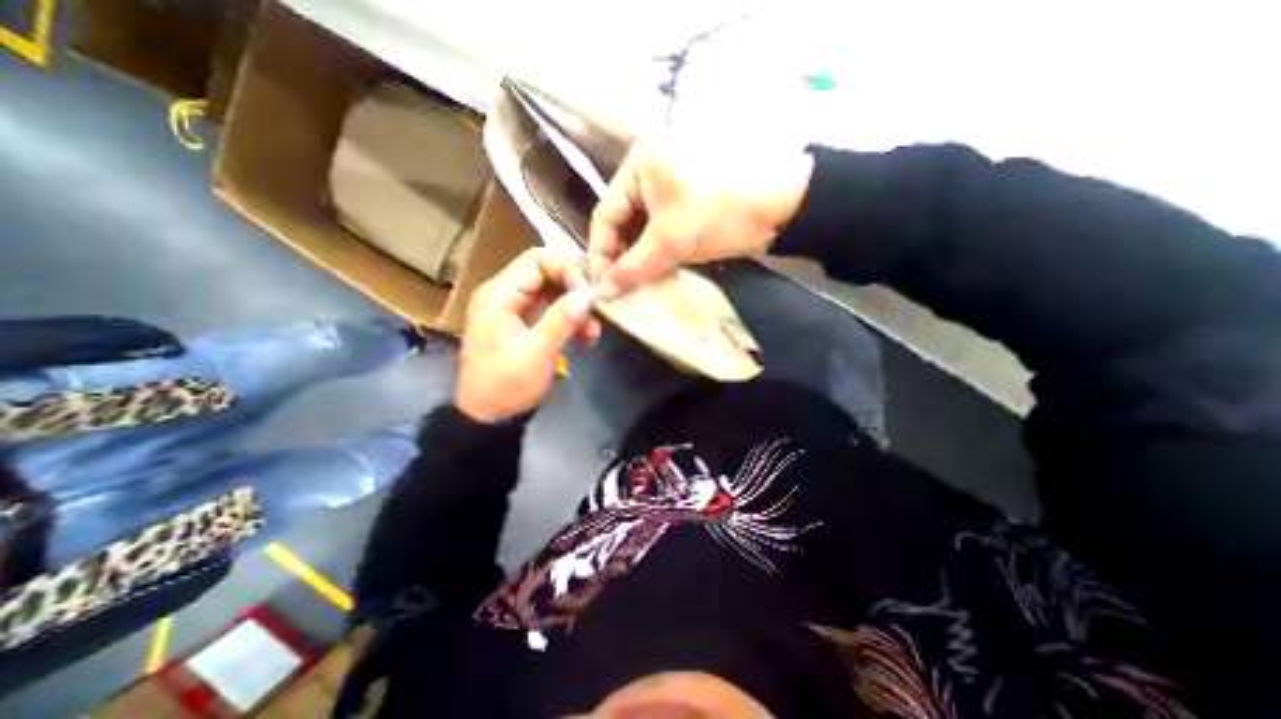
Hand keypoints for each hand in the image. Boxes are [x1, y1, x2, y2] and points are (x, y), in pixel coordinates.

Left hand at [457, 251, 604, 424]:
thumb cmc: (505, 384)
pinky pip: (554, 310)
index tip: (590, 292)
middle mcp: (508, 294)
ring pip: (555, 292)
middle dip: (576, 287)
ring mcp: (518, 309)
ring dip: (577, 307)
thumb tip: (590, 293)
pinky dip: (571, 320)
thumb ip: (562, 319)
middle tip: (598, 306)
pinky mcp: (527, 324)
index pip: (537, 259)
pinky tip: (586, 338)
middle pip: (548, 272)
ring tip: (593, 331)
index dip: (567, 268)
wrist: (488, 416)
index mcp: (500, 294)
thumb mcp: (536, 352)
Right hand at [588, 137, 814, 296]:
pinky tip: (652, 276)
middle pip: (623, 222)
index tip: (600, 285)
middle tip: (617, 289)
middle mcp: (650, 172)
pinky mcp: (688, 207)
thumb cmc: (719, 211)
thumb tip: (602, 294)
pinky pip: (661, 233)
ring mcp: (671, 190)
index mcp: (639, 164)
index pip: (605, 213)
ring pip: (642, 230)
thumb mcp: (671, 239)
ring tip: (633, 288)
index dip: (600, 252)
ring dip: (637, 260)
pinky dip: (655, 255)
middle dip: (619, 258)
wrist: (783, 207)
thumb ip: (633, 268)